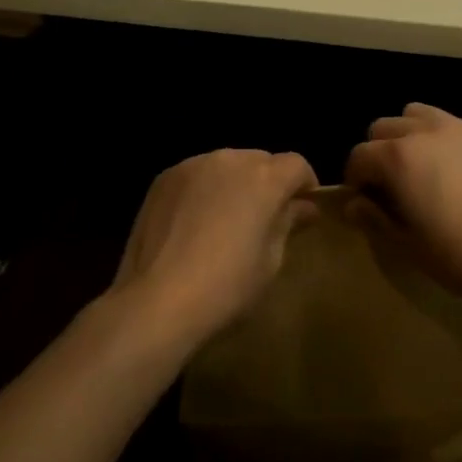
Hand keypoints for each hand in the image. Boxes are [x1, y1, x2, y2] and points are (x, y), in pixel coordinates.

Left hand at [112, 149, 316, 351]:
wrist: (156, 302)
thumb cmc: (226, 288)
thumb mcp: (270, 262)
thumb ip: (287, 224)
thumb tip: (304, 207)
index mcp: (264, 178)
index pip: (297, 165)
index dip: (304, 184)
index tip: (302, 208)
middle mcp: (231, 159)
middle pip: (261, 161)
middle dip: (268, 183)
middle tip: (263, 218)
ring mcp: (194, 165)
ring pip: (227, 165)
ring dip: (235, 183)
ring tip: (225, 219)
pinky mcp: (165, 177)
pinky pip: (197, 175)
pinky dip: (204, 189)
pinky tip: (194, 222)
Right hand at [344, 103, 461, 308]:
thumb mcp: (411, 248)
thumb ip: (375, 221)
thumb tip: (353, 205)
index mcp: (399, 158)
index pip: (359, 155)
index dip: (355, 178)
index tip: (365, 202)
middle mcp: (425, 131)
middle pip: (384, 127)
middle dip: (379, 152)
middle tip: (392, 186)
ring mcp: (461, 127)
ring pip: (418, 114)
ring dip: (410, 135)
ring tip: (424, 168)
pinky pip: (456, 126)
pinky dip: (446, 141)